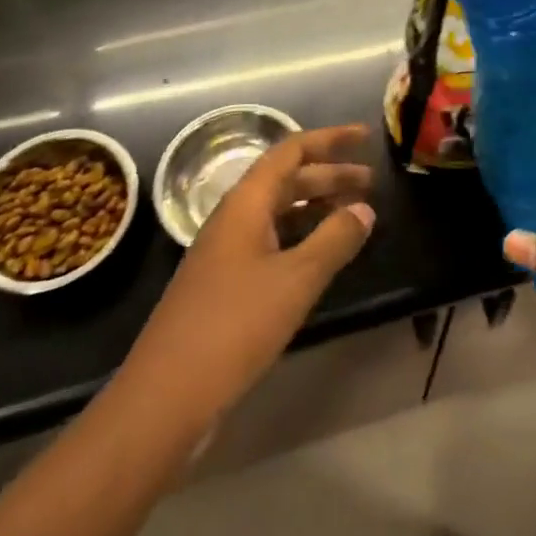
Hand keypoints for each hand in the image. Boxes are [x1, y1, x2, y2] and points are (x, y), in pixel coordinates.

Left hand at [121, 125, 375, 428]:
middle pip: (286, 180)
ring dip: (316, 207)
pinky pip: (272, 243)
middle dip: (329, 175)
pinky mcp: (226, 286)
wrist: (164, 398)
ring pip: (278, 213)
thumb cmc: (232, 327)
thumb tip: (365, 209)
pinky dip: (302, 238)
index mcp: (245, 204)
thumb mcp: (294, 281)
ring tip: (355, 214)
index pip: (290, 151)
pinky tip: (322, 256)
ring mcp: (227, 254)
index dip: (329, 140)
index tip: (365, 137)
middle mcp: (234, 220)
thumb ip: (334, 240)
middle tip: (371, 182)